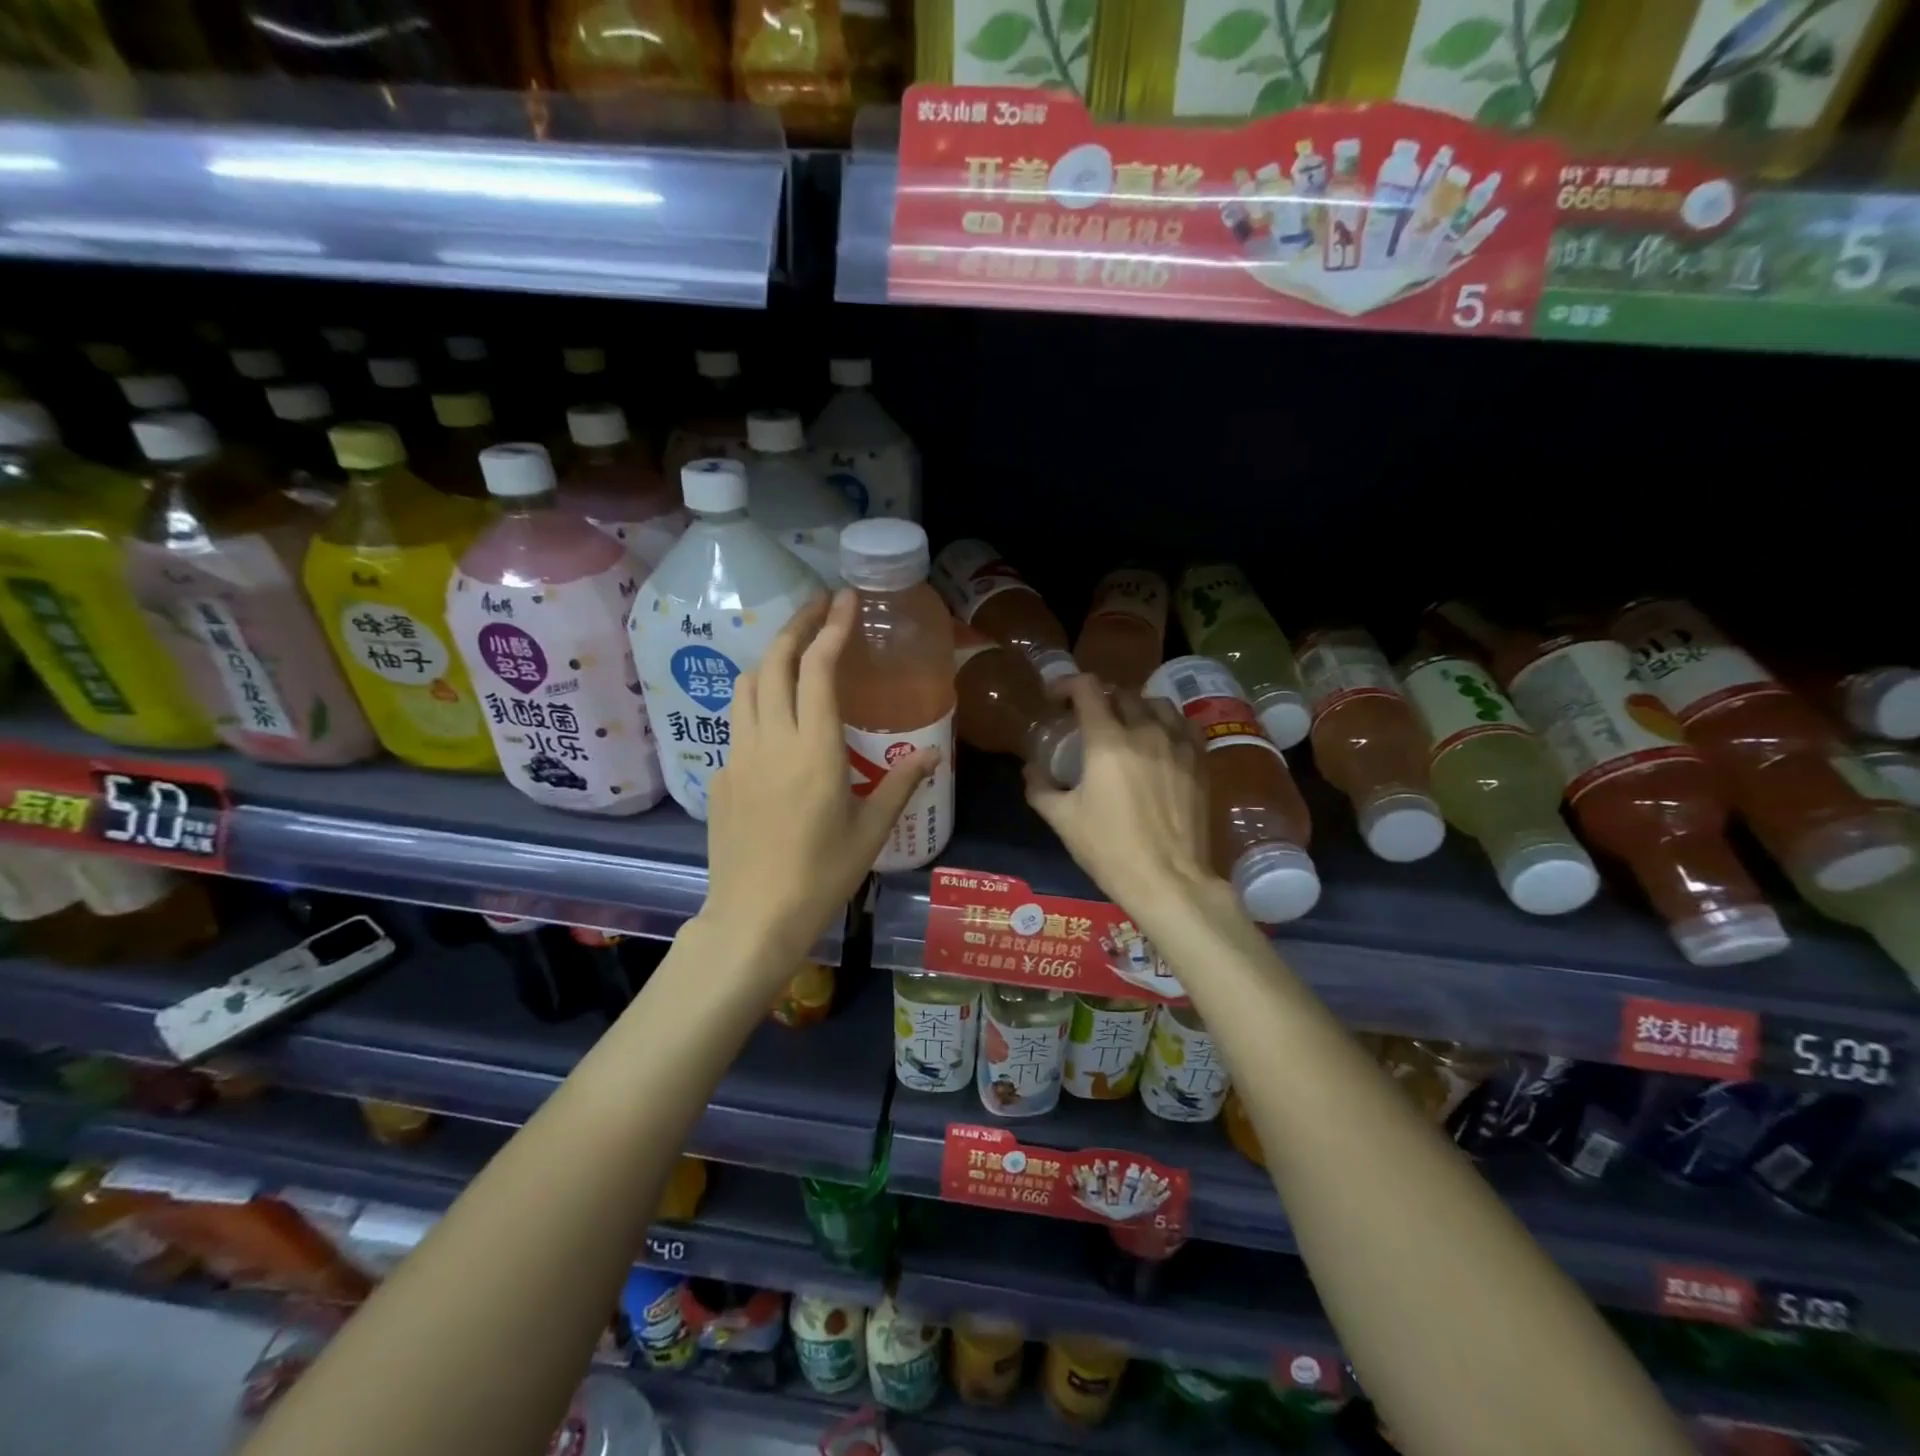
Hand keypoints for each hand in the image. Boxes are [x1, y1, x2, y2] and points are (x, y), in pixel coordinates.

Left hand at [702, 591, 937, 966]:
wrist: (754, 917)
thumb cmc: (822, 875)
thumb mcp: (871, 831)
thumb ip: (900, 784)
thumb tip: (932, 754)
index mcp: (814, 749)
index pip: (818, 669)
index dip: (831, 628)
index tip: (844, 600)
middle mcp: (771, 740)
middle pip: (775, 662)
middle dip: (796, 626)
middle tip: (818, 607)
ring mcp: (738, 756)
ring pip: (747, 686)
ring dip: (771, 659)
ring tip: (795, 653)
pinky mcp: (720, 776)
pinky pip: (737, 724)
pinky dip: (757, 703)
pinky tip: (775, 723)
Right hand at [1024, 677, 1217, 916]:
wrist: (1169, 881)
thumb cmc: (1110, 850)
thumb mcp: (1063, 820)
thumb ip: (1041, 787)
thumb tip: (1031, 768)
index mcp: (1107, 741)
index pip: (1087, 689)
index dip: (1067, 684)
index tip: (1055, 698)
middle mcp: (1145, 731)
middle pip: (1122, 693)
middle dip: (1100, 698)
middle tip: (1087, 718)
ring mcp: (1178, 745)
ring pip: (1157, 704)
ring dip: (1135, 706)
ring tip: (1126, 725)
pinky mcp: (1201, 762)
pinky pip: (1184, 725)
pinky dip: (1167, 723)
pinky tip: (1160, 740)